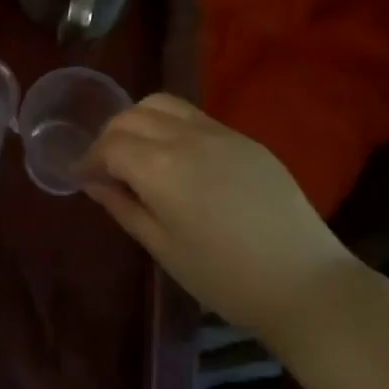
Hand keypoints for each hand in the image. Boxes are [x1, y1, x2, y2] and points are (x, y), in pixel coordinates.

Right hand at [84, 94, 354, 335]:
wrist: (306, 284)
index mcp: (160, 167)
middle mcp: (185, 137)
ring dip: (139, 120)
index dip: (90, 158)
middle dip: (110, 135)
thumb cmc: (225, 278)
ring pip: (162, 104)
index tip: (82, 176)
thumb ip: (124, 208)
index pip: (110, 145)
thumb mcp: (164, 249)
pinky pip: (194, 116)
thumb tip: (93, 183)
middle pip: (131, 116)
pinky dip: (170, 124)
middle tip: (105, 165)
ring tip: (138, 151)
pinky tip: (176, 155)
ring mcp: (219, 132)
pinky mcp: (244, 138)